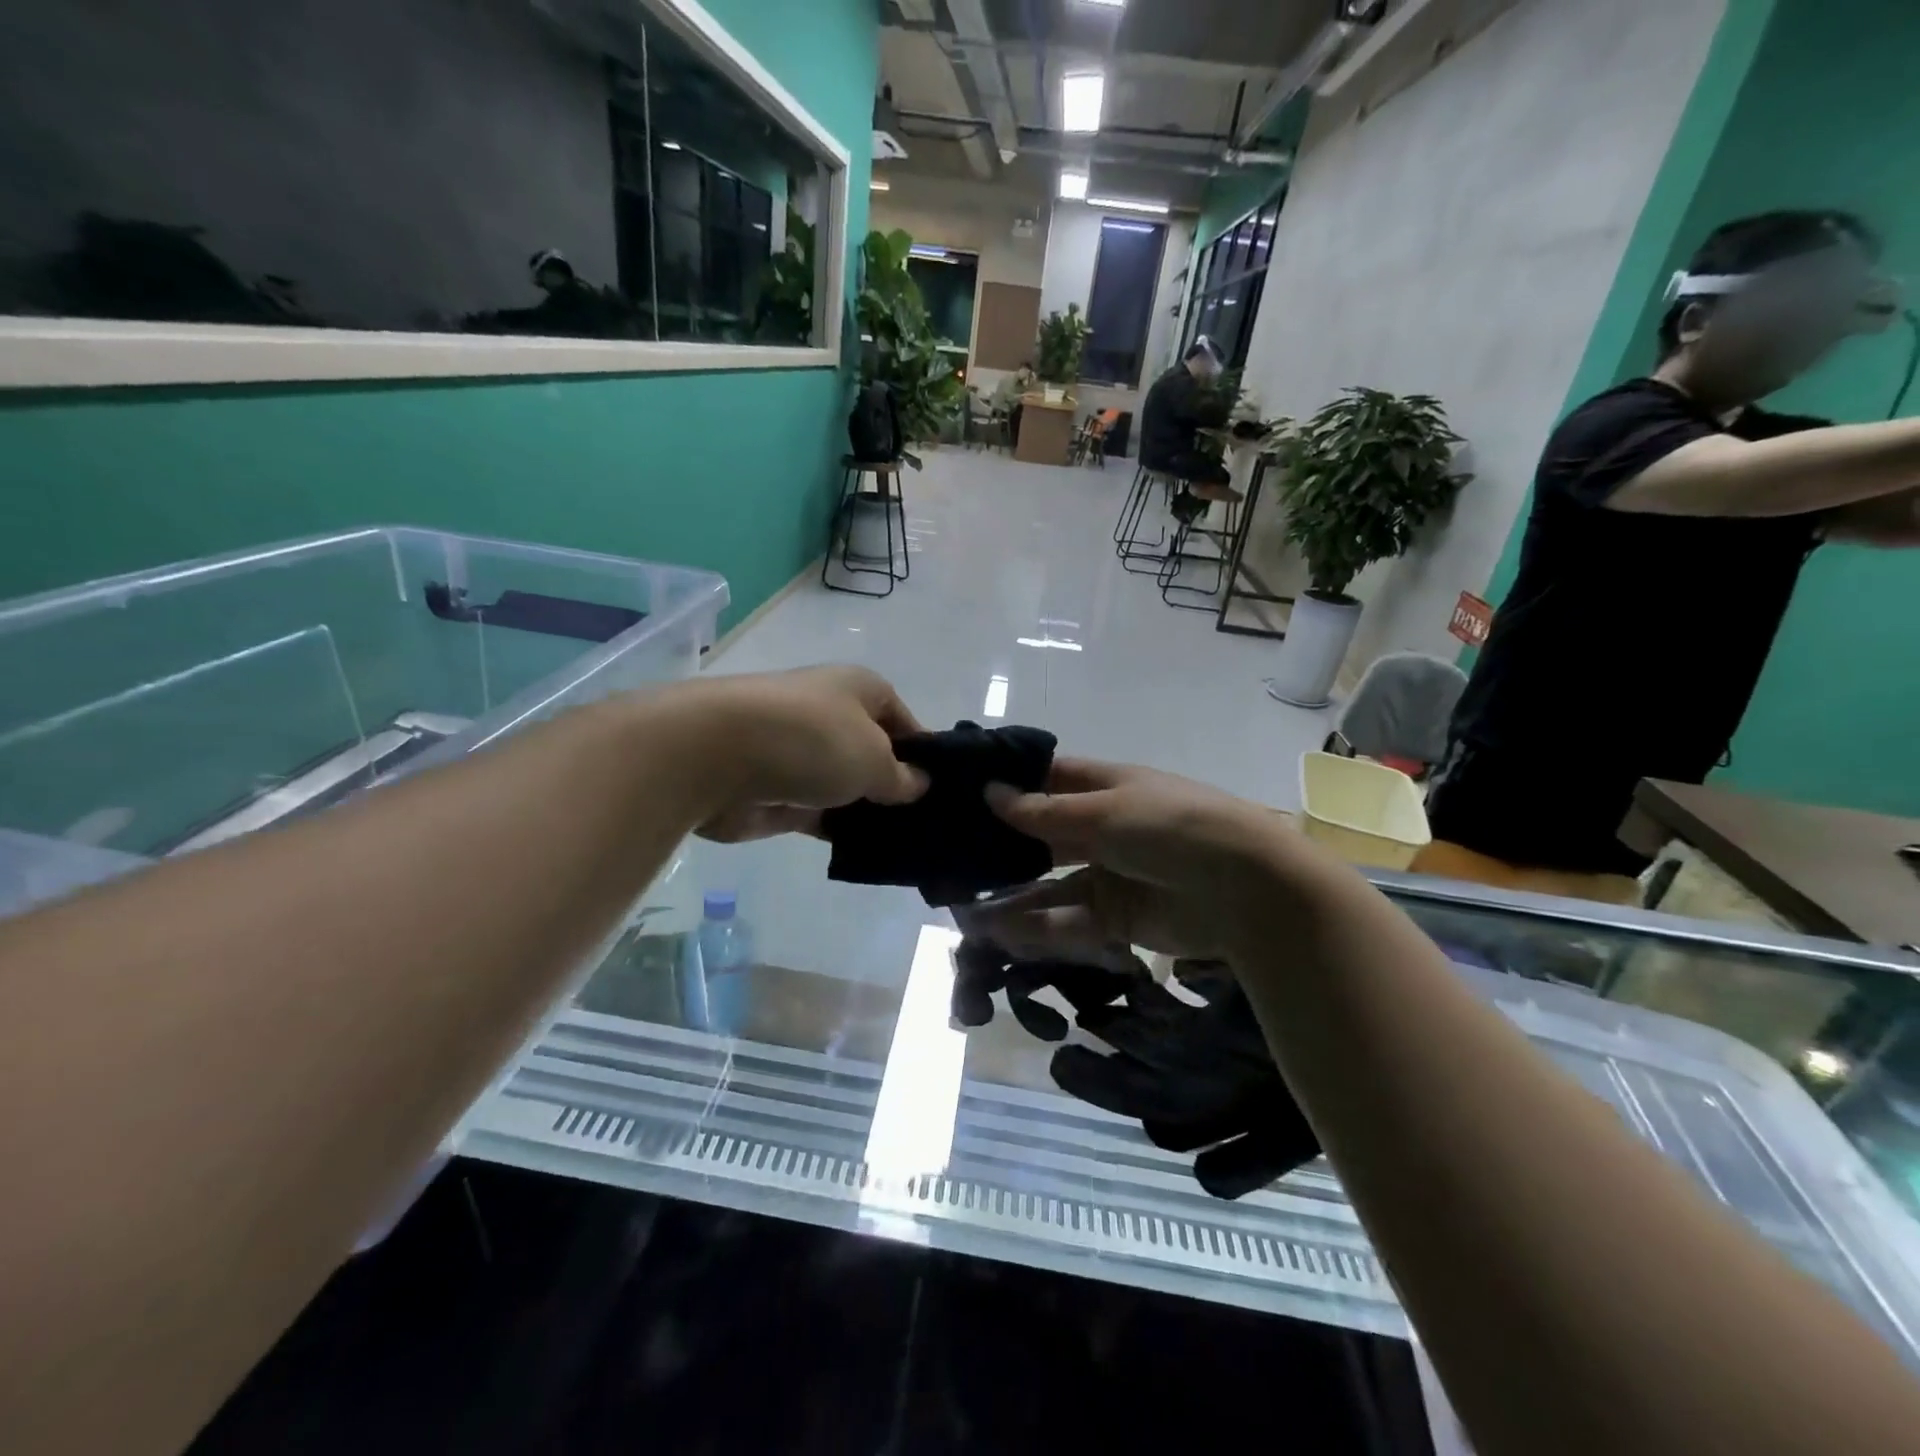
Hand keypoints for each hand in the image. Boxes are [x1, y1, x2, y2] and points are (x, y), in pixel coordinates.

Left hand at [675, 666, 928, 841]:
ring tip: (909, 845)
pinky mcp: (780, 794)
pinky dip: (841, 830)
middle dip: (897, 787)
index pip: (904, 721)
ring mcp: (803, 757)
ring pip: (848, 788)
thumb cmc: (812, 739)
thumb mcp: (874, 758)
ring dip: (870, 812)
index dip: (925, 754)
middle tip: (931, 824)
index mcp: (860, 690)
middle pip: (874, 755)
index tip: (944, 790)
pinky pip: (822, 814)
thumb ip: (901, 777)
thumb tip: (919, 784)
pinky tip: (871, 853)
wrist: (717, 755)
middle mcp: (832, 717)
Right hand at [971, 759, 1314, 961]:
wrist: (1248, 891)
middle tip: (950, 856)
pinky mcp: (1116, 918)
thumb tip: (990, 793)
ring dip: (1011, 895)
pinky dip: (1034, 926)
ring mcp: (1109, 873)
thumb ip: (1045, 811)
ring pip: (1048, 883)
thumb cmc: (1173, 828)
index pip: (1047, 778)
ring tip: (963, 908)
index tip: (960, 793)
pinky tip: (997, 931)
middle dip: (1002, 846)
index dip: (1008, 784)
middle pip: (1042, 834)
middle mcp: (1104, 827)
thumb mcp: (1105, 811)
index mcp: (1106, 787)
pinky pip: (1067, 919)